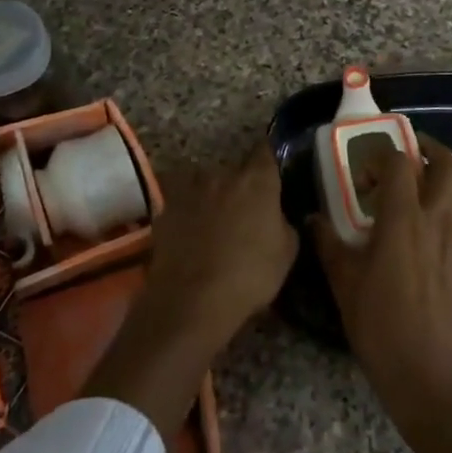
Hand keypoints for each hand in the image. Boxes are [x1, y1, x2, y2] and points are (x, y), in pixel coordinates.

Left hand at [142, 142, 297, 347]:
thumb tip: (276, 216)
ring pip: (204, 182)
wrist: (193, 300)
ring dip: (210, 194)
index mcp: (257, 180)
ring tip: (213, 221)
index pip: (265, 152)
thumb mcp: (287, 252)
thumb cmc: (250, 275)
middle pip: (233, 169)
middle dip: (239, 184)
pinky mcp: (165, 209)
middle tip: (243, 209)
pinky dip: (187, 212)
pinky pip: (181, 202)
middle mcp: (222, 174)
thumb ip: (283, 223)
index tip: (270, 172)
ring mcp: (190, 189)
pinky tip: (190, 234)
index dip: (267, 160)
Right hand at [312, 133, 451, 419]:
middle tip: (406, 155)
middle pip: (447, 165)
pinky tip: (432, 221)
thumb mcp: (344, 284)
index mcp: (403, 220)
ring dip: (446, 174)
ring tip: (423, 182)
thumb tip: (313, 219)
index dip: (380, 158)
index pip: (399, 164)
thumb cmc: (380, 327)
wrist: (429, 374)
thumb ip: (329, 244)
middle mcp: (436, 219)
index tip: (363, 177)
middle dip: (428, 150)